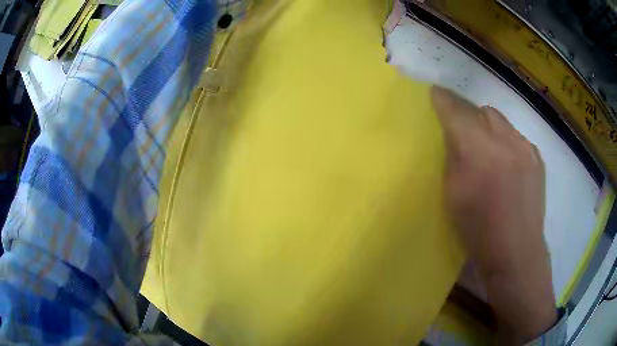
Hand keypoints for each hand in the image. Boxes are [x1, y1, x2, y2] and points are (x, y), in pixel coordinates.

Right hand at [431, 86, 556, 341]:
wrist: (516, 252)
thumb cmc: (478, 231)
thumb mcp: (453, 196)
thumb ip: (453, 159)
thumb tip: (453, 138)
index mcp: (478, 151)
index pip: (456, 113)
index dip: (443, 100)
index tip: (435, 93)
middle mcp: (504, 141)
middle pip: (481, 111)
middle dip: (468, 115)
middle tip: (462, 132)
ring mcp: (525, 147)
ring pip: (500, 121)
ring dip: (488, 128)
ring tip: (487, 149)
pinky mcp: (537, 158)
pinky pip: (516, 137)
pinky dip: (506, 141)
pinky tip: (506, 163)